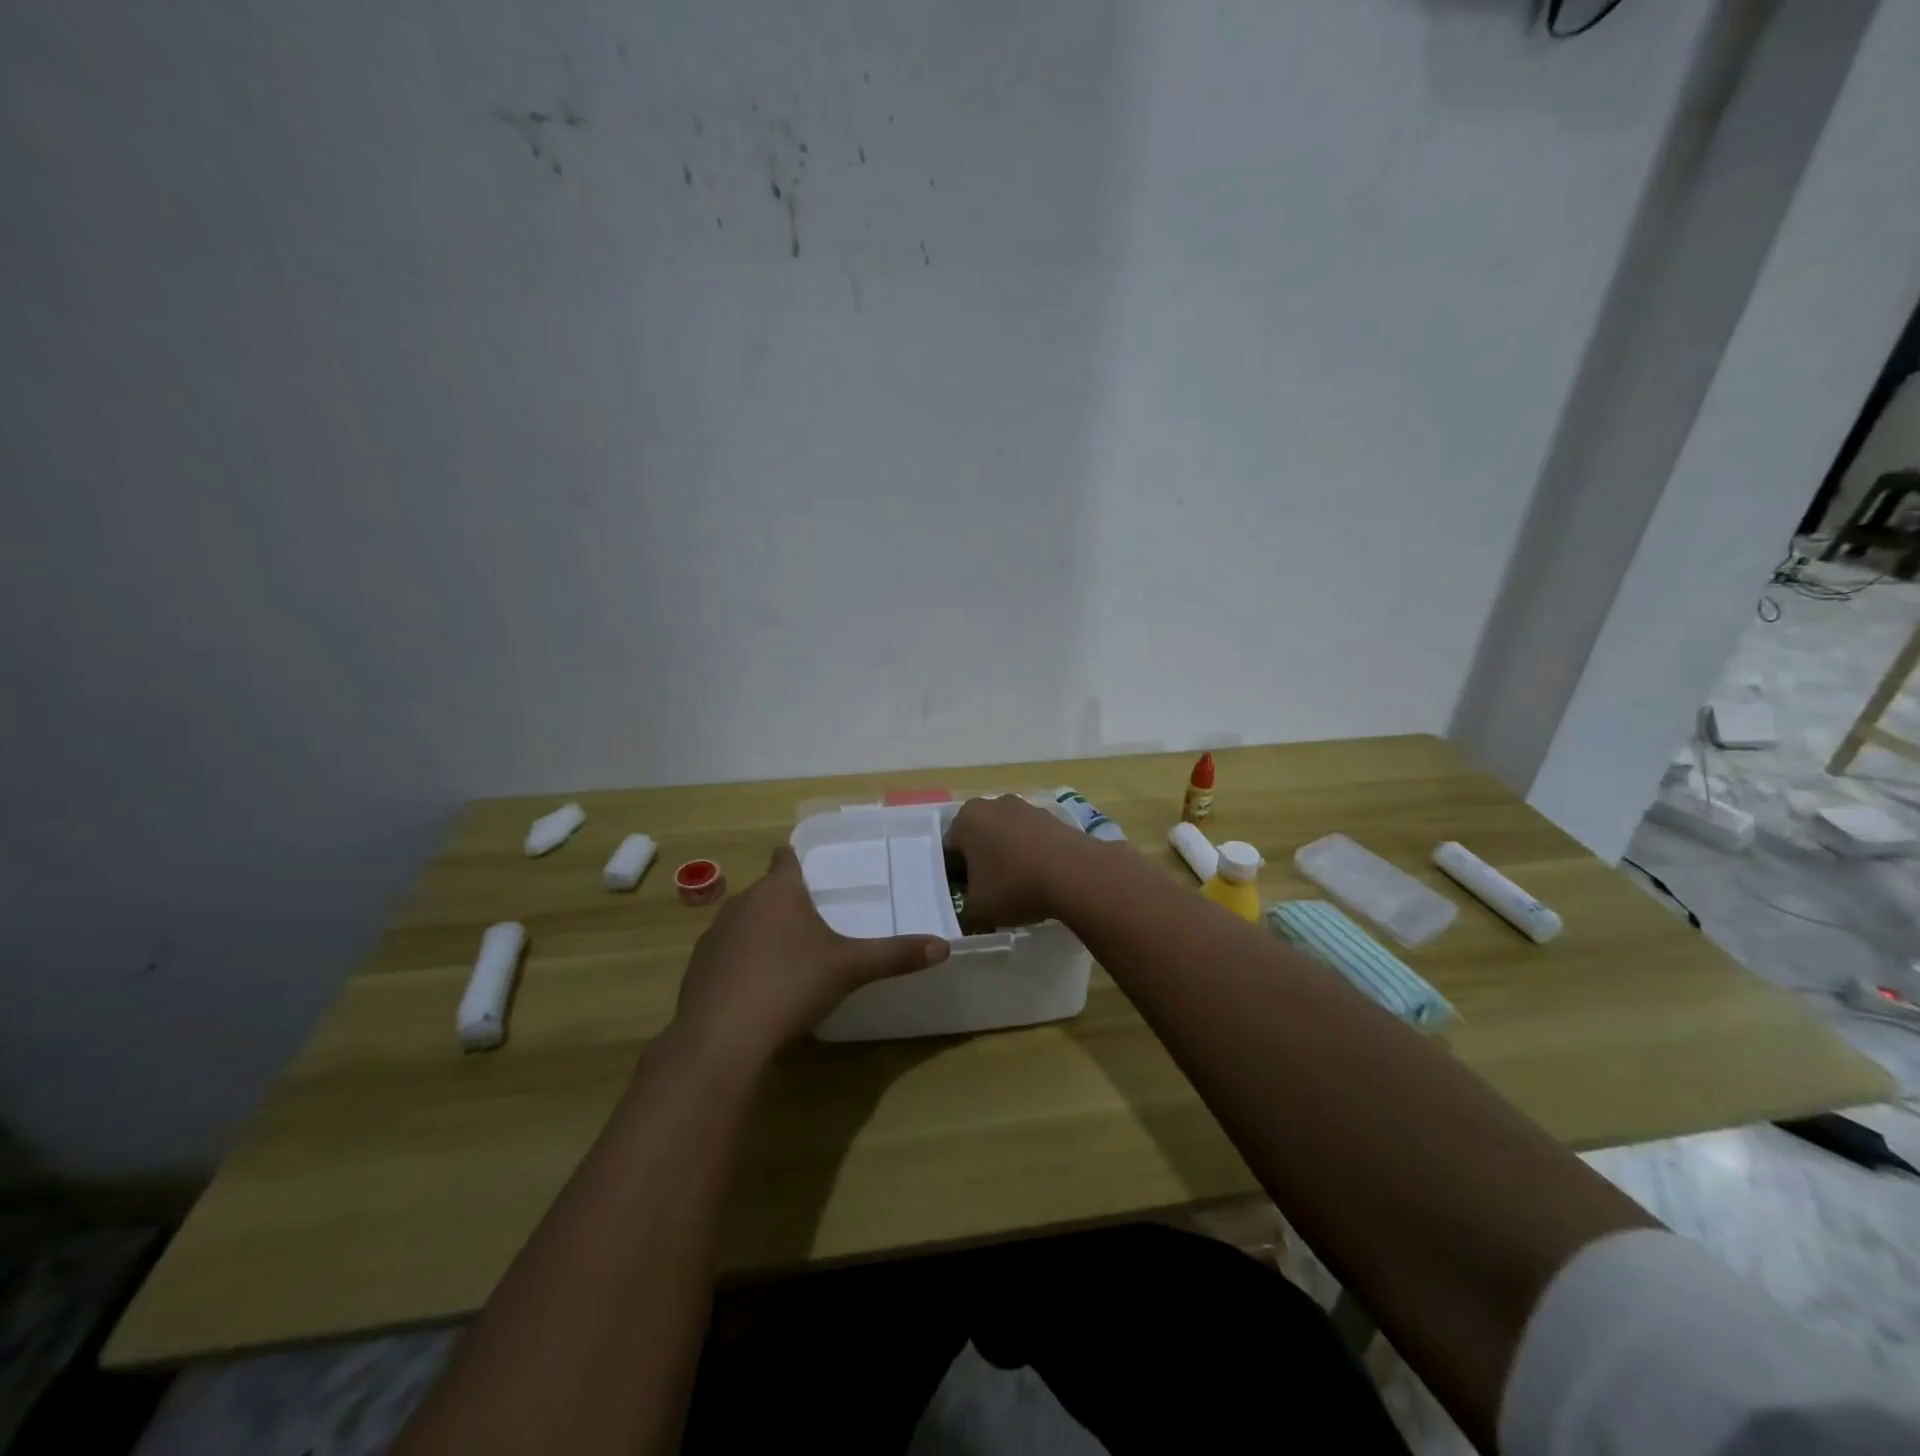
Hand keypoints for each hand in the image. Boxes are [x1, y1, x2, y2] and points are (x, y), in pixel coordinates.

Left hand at [672, 846, 949, 1065]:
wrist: (722, 1038)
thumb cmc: (791, 985)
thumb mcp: (851, 968)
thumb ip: (895, 955)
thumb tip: (943, 947)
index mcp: (778, 891)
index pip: (785, 857)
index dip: (797, 859)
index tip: (813, 871)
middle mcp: (741, 903)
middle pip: (766, 892)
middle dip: (786, 903)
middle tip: (814, 924)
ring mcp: (713, 936)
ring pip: (743, 923)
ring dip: (761, 933)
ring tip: (786, 960)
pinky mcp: (696, 969)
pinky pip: (724, 955)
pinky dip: (740, 964)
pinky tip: (756, 991)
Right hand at [944, 795, 1100, 932]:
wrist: (1076, 874)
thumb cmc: (1015, 886)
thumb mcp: (978, 911)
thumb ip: (963, 914)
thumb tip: (966, 917)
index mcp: (966, 820)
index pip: (947, 851)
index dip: (952, 877)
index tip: (963, 898)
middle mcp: (992, 804)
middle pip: (976, 838)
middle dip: (978, 863)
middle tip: (986, 893)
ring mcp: (1025, 807)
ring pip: (1004, 836)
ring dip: (1005, 857)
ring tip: (1016, 888)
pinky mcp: (1052, 816)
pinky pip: (1030, 837)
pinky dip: (1030, 854)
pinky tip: (1038, 878)